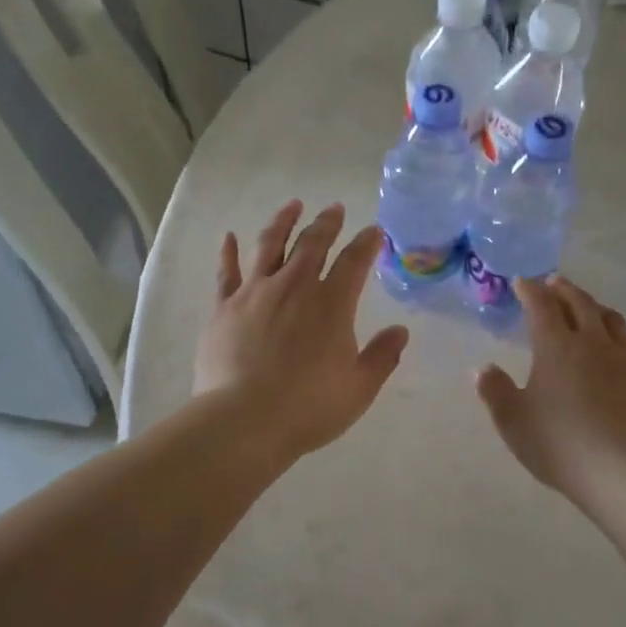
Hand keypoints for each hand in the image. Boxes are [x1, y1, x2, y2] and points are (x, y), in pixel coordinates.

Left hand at [194, 200, 409, 465]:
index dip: (367, 243)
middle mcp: (294, 287)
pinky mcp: (224, 308)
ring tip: (292, 205)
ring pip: (270, 245)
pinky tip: (229, 237)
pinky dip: (229, 252)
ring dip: (283, 222)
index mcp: (331, 304)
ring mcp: (255, 293)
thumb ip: (382, 356)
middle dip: (327, 223)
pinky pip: (227, 272)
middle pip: (313, 244)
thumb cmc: (308, 407)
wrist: (243, 421)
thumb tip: (401, 331)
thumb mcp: (358, 388)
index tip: (374, 230)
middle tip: (335, 208)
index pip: (354, 262)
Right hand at [476, 276, 625, 503]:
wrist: (621, 470)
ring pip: (611, 320)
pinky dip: (616, 338)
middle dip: (564, 289)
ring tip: (587, 306)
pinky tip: (614, 351)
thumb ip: (495, 390)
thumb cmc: (558, 442)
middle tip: (554, 282)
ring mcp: (624, 360)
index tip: (522, 282)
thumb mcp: (513, 420)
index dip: (530, 291)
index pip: (541, 306)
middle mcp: (592, 343)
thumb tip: (482, 369)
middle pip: (580, 303)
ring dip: (594, 306)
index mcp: (556, 346)